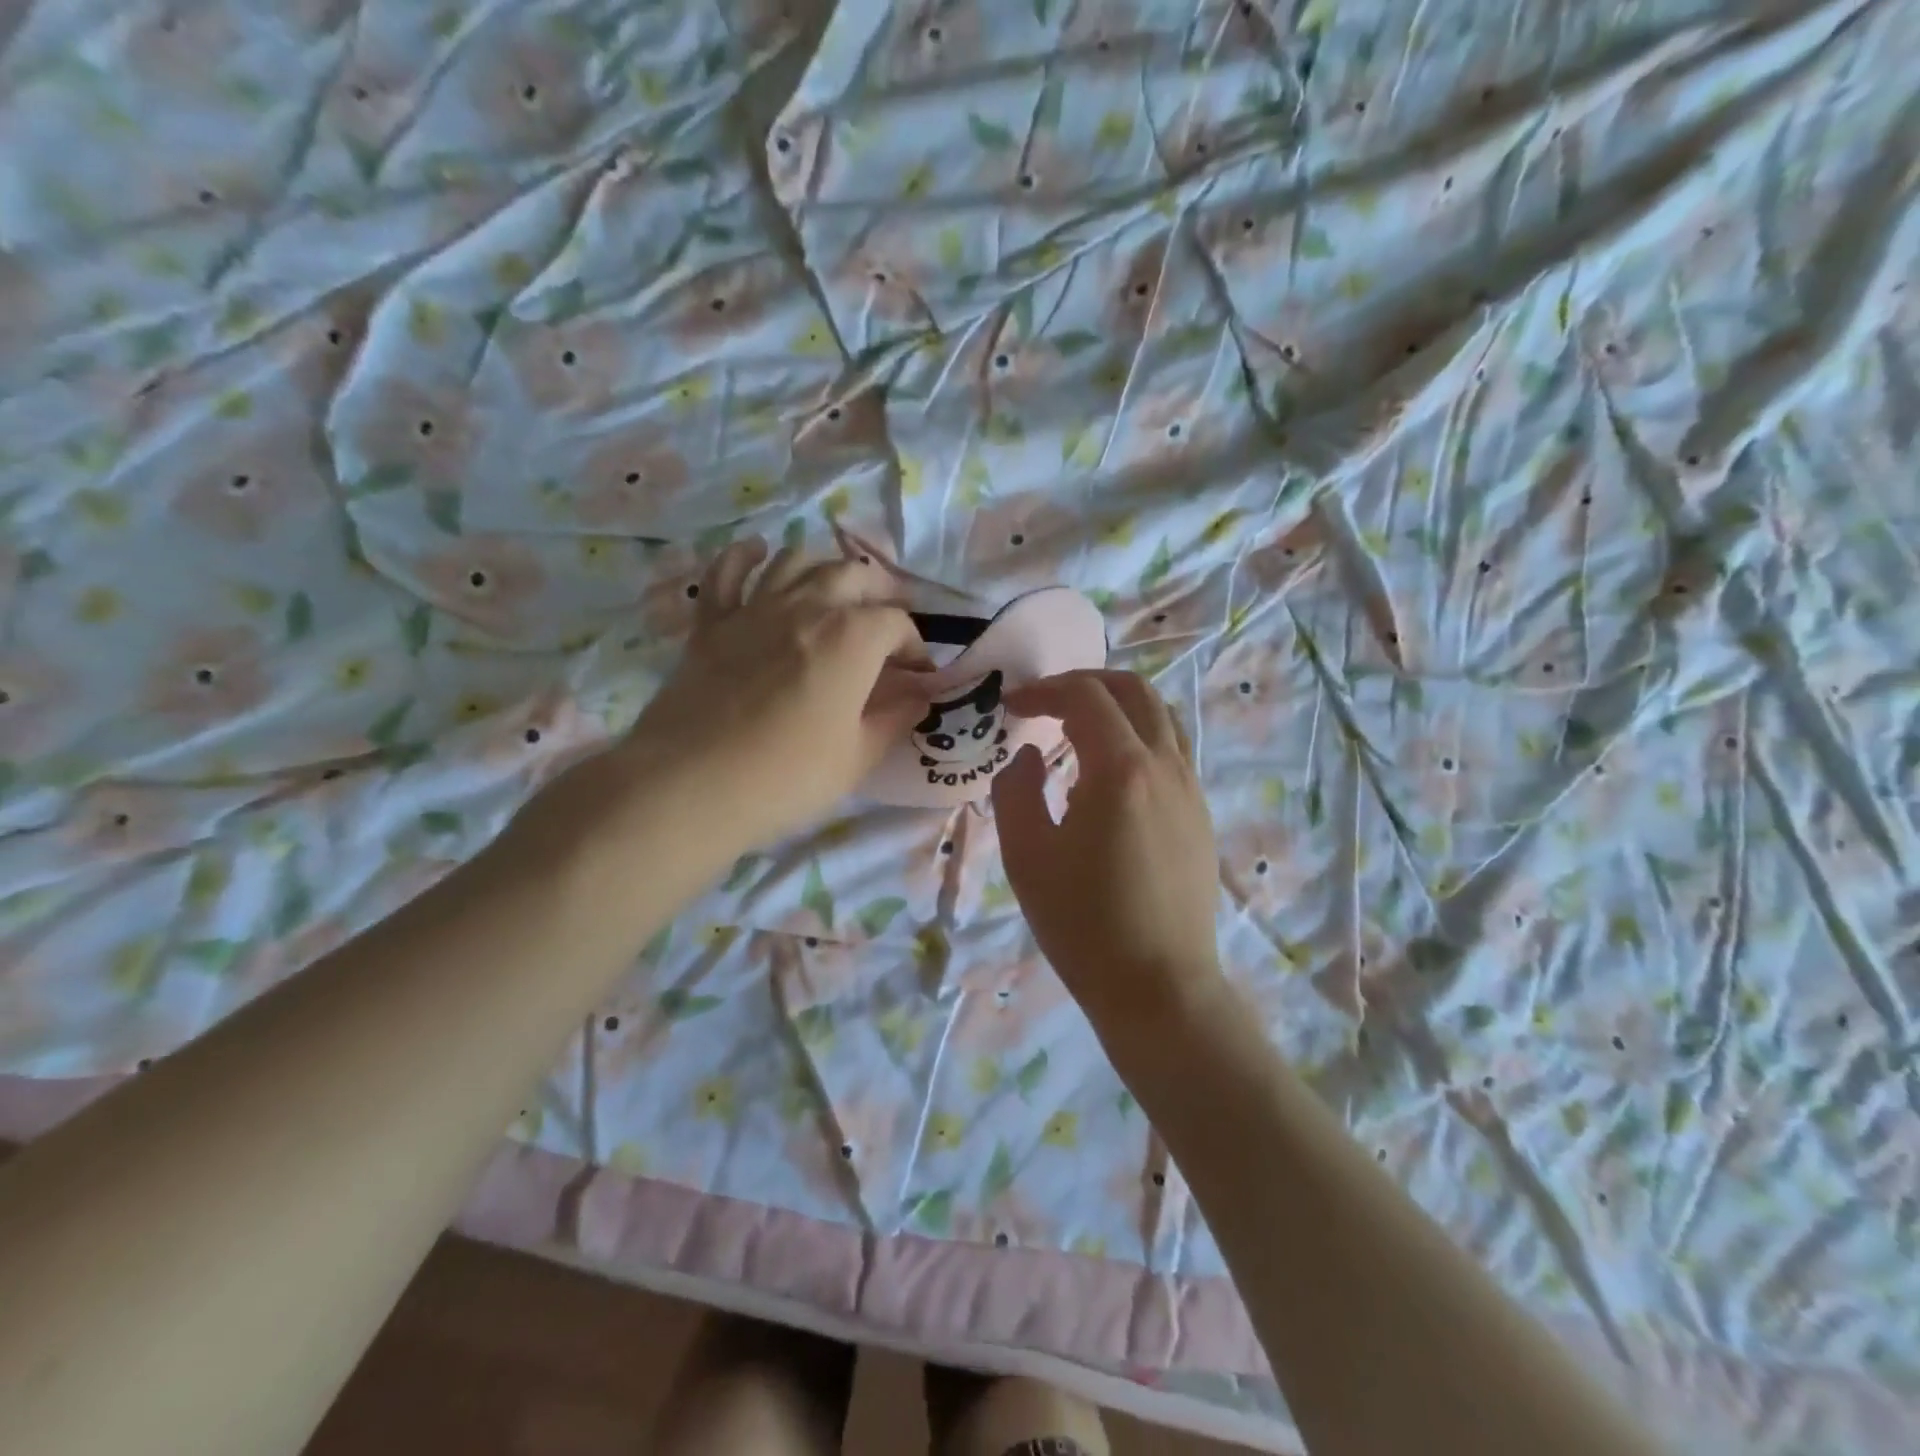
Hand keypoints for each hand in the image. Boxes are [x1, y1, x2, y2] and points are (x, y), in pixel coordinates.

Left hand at [619, 538, 928, 852]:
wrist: (691, 783)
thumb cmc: (788, 776)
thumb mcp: (858, 757)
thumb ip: (896, 718)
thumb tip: (919, 695)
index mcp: (852, 637)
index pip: (897, 623)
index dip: (915, 646)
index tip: (917, 674)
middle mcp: (807, 606)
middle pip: (854, 575)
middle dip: (880, 593)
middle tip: (886, 622)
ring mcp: (755, 608)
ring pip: (796, 561)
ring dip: (824, 568)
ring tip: (835, 591)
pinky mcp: (712, 622)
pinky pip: (728, 572)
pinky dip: (745, 557)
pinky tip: (758, 553)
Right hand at [991, 670, 1225, 1038]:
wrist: (1158, 987)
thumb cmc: (1083, 924)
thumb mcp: (1026, 855)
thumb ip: (1016, 789)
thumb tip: (1030, 754)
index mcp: (1121, 769)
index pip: (1085, 696)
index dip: (1044, 689)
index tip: (1011, 705)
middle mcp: (1166, 765)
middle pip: (1134, 690)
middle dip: (1086, 683)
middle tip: (1046, 702)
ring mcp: (1191, 790)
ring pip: (1162, 716)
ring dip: (1118, 706)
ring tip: (1078, 730)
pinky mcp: (1200, 816)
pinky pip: (1173, 750)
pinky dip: (1138, 736)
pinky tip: (1110, 775)